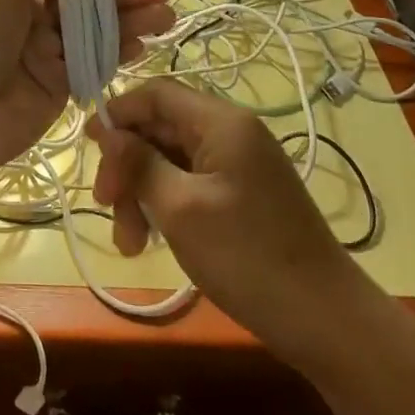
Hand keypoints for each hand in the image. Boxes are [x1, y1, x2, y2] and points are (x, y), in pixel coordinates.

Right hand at [87, 80, 359, 352]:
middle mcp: (231, 133)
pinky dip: (165, 206)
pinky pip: (189, 184)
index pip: (156, 93)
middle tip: (106, 207)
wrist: (325, 321)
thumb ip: (140, 163)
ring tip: (129, 243)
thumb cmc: (247, 256)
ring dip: (142, 193)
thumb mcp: (180, 208)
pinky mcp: (241, 195)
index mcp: (222, 122)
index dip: (118, 114)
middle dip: (128, 166)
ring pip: (170, 161)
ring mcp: (239, 166)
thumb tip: (108, 131)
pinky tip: (151, 241)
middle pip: (160, 129)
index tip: (88, 147)